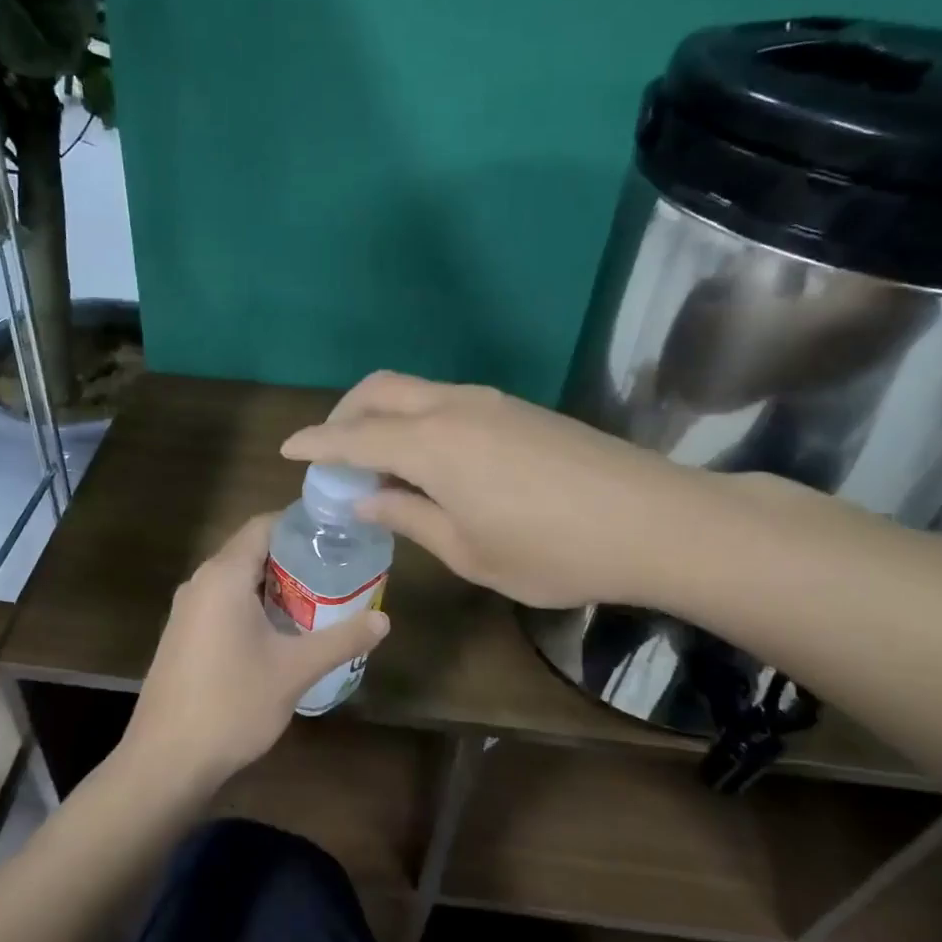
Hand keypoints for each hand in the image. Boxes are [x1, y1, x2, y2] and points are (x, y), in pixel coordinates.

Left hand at [123, 513, 389, 789]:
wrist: (166, 760)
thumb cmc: (232, 704)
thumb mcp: (295, 671)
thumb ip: (341, 640)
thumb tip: (384, 620)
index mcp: (224, 576)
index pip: (264, 525)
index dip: (301, 525)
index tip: (337, 536)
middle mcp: (200, 582)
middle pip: (251, 550)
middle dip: (294, 557)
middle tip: (338, 570)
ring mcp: (186, 611)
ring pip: (237, 579)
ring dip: (275, 584)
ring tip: (319, 599)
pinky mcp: (182, 636)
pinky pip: (223, 603)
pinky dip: (253, 604)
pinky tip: (281, 632)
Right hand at [281, 370, 710, 609]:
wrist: (654, 520)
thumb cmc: (553, 550)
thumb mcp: (469, 551)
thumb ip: (410, 516)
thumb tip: (366, 499)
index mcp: (433, 445)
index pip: (355, 437)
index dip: (316, 444)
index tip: (287, 450)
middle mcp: (454, 408)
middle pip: (380, 390)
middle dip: (344, 414)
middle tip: (331, 453)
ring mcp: (491, 402)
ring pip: (415, 390)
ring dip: (382, 414)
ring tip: (375, 459)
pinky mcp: (518, 409)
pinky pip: (446, 400)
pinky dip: (417, 419)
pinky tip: (427, 459)